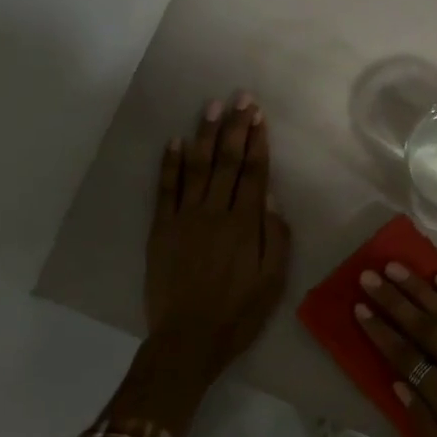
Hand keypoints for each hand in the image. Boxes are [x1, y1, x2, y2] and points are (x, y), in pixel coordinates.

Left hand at [145, 92, 291, 387]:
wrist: (189, 339)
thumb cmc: (239, 313)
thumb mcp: (273, 281)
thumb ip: (275, 236)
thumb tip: (271, 198)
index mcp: (245, 225)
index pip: (253, 173)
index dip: (257, 142)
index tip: (259, 115)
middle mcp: (215, 213)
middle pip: (227, 162)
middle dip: (236, 128)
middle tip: (241, 98)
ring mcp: (184, 218)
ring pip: (198, 167)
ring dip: (205, 135)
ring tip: (212, 107)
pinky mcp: (161, 229)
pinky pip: (165, 189)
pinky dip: (170, 164)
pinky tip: (175, 141)